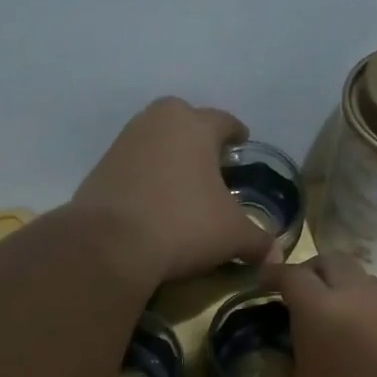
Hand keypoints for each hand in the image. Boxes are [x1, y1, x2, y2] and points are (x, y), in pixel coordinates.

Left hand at [72, 98, 274, 284]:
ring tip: (184, 187)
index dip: (237, 134)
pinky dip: (147, 179)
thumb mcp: (232, 235)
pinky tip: (154, 203)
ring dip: (171, 160)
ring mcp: (124, 142)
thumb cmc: (183, 224)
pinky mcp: (100, 168)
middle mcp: (156, 121)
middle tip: (213, 167)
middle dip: (200, 142)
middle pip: (186, 124)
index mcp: (194, 124)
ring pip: (157, 144)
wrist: (110, 244)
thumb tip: (275, 255)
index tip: (242, 144)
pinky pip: (134, 167)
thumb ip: (258, 240)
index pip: (224, 121)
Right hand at [235, 254, 376, 376]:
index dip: (273, 274)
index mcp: (321, 313)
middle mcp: (360, 303)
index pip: (293, 275)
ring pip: (367, 283)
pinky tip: (359, 354)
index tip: (261, 283)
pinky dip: (368, 318)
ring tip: (327, 322)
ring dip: (344, 290)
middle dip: (312, 271)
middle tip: (295, 297)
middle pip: (335, 262)